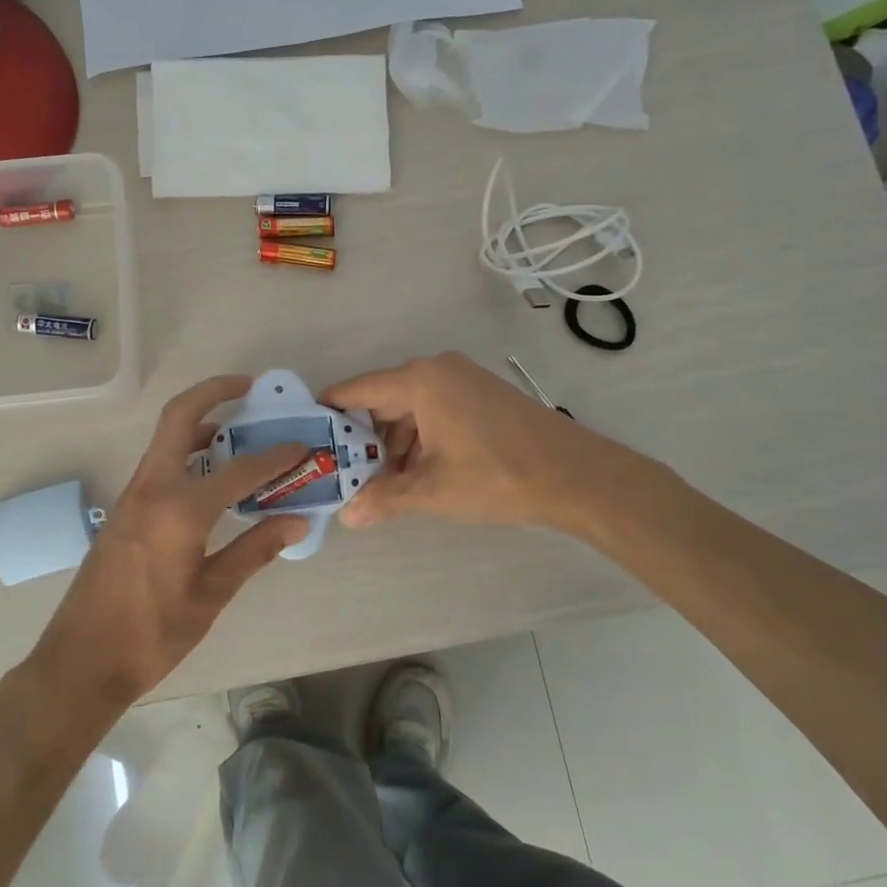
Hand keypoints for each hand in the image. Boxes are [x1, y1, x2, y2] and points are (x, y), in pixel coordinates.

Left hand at [30, 376, 309, 707]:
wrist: (81, 660)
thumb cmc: (151, 633)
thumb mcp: (211, 594)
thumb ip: (253, 550)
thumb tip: (297, 521)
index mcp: (179, 509)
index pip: (239, 470)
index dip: (275, 457)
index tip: (302, 446)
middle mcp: (152, 488)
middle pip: (180, 418)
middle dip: (214, 393)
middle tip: (249, 388)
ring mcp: (133, 496)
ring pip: (166, 439)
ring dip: (200, 424)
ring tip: (238, 432)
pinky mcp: (125, 510)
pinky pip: (159, 464)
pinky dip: (187, 453)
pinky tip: (211, 477)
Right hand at [322, 351, 617, 532]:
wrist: (577, 476)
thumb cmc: (497, 476)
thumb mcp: (433, 491)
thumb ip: (384, 499)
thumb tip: (348, 517)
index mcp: (420, 380)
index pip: (357, 390)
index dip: (330, 413)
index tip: (308, 437)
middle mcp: (438, 369)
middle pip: (383, 399)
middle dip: (365, 439)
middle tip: (347, 474)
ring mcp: (464, 379)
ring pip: (411, 408)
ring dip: (395, 444)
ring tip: (386, 484)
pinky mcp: (483, 394)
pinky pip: (436, 410)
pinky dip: (421, 438)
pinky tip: (420, 473)